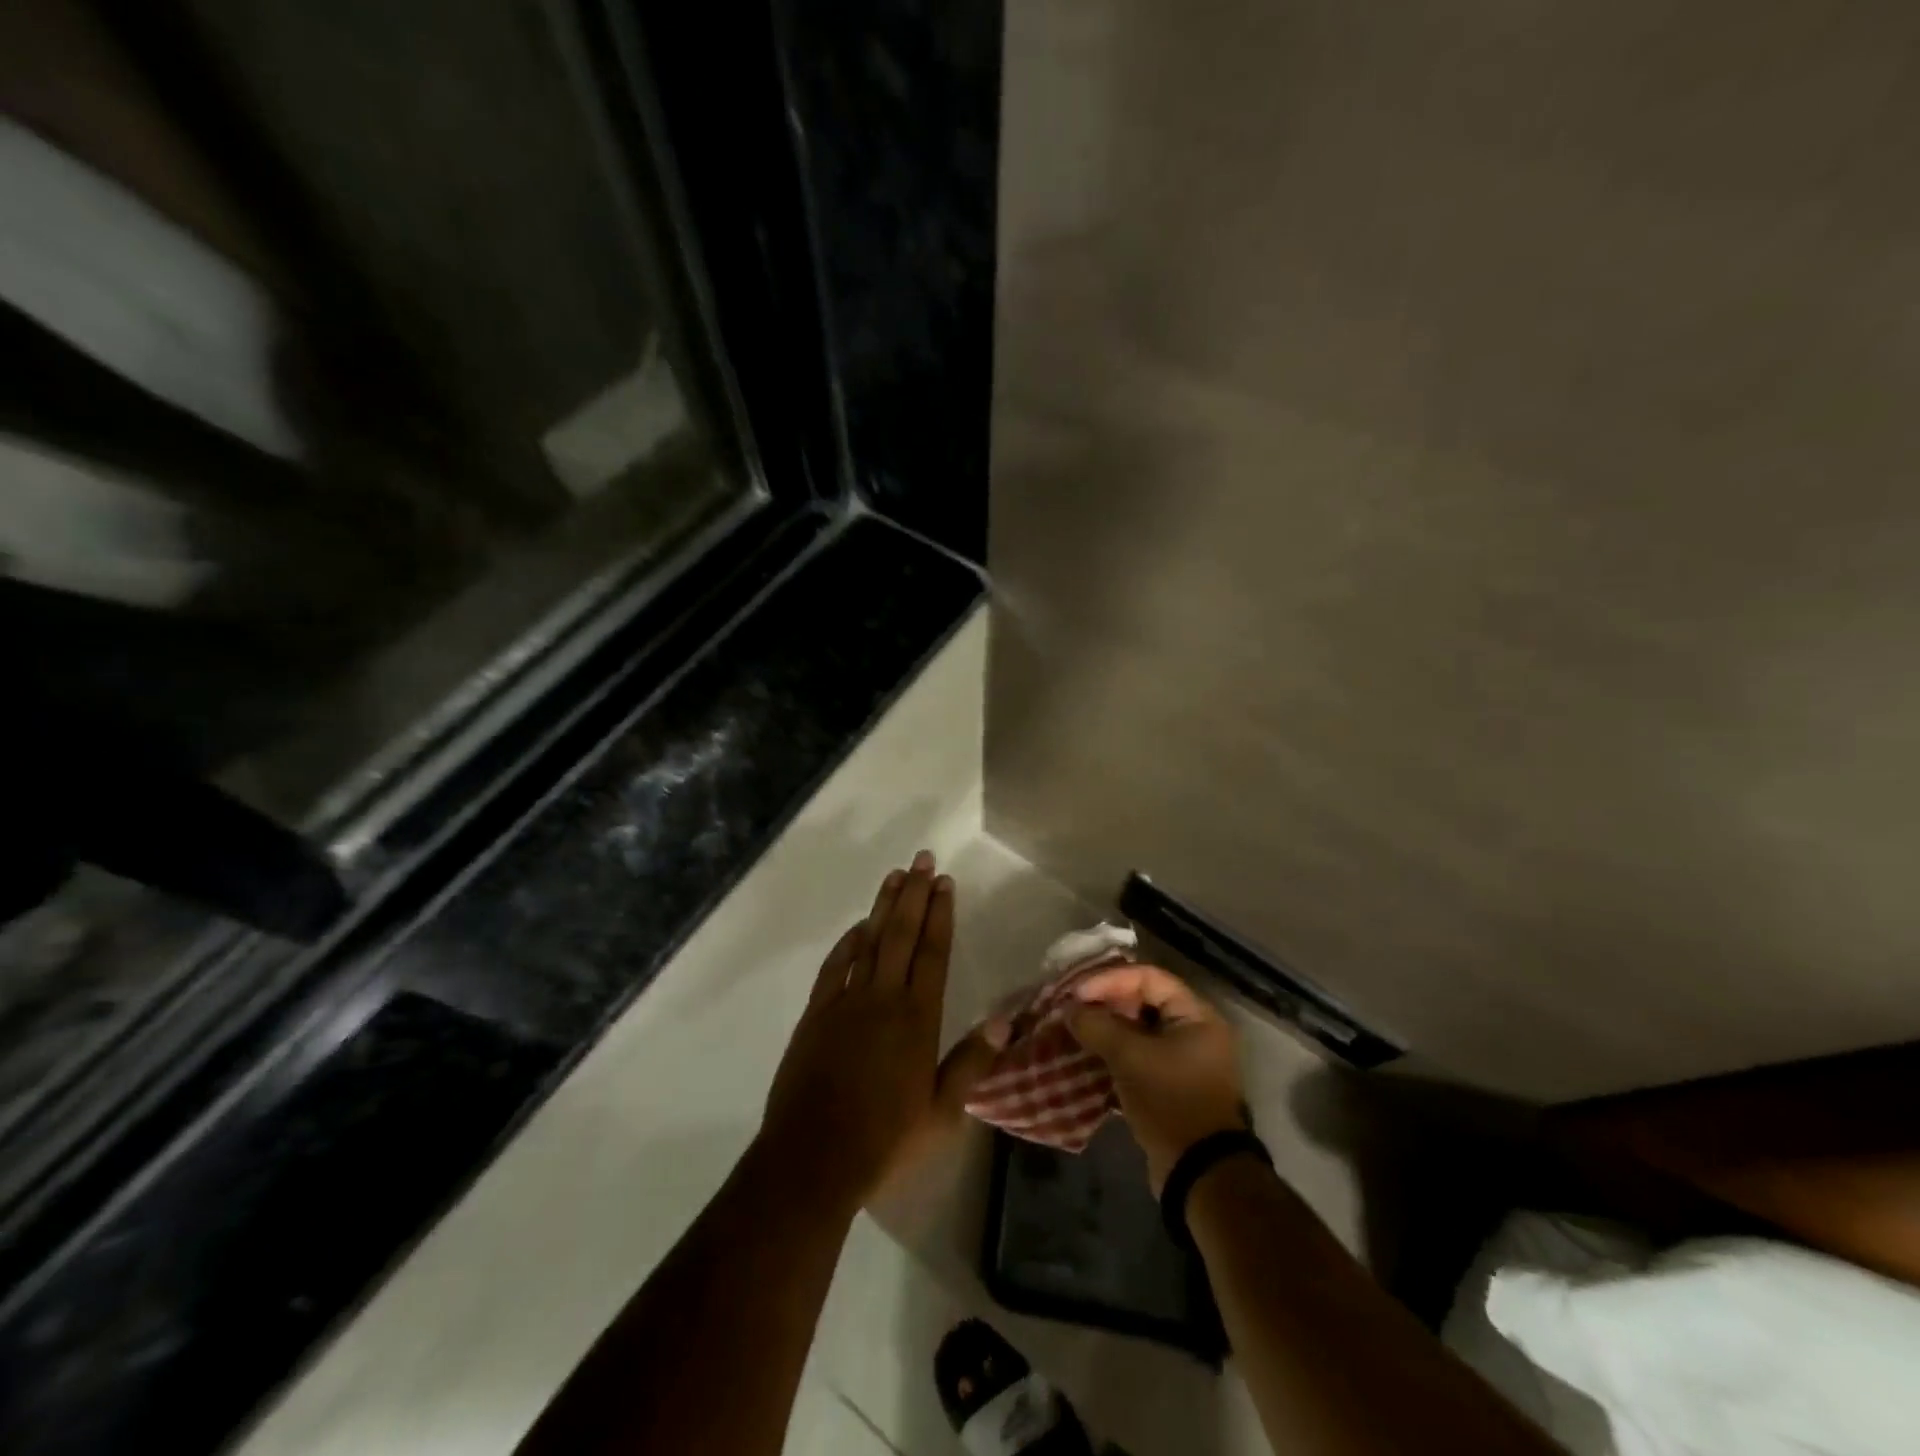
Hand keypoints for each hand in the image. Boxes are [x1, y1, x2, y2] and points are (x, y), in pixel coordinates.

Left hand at [760, 853, 1006, 1208]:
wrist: (812, 1157)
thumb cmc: (885, 1139)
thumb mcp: (941, 1112)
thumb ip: (972, 1062)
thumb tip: (1005, 1019)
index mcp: (917, 1018)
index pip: (933, 952)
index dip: (940, 914)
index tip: (944, 882)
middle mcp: (883, 998)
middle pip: (901, 934)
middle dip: (914, 894)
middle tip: (922, 859)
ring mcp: (846, 1002)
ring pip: (869, 941)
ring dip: (883, 906)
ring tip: (896, 875)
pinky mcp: (816, 1014)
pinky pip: (835, 966)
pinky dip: (847, 942)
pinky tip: (857, 927)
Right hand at [1067, 964, 1246, 1192]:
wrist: (1199, 1174)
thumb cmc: (1170, 1101)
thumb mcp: (1130, 1059)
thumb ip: (1098, 1027)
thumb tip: (1070, 1010)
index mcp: (1196, 1016)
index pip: (1149, 978)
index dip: (1110, 980)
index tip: (1078, 993)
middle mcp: (1195, 1031)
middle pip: (1144, 1001)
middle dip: (1106, 1003)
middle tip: (1073, 1008)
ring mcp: (1184, 1060)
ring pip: (1139, 1030)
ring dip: (1107, 1029)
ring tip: (1075, 1029)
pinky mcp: (1171, 1085)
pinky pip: (1139, 1055)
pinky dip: (1115, 1052)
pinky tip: (1088, 1055)